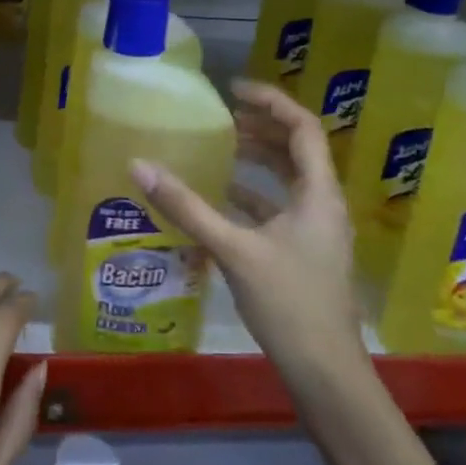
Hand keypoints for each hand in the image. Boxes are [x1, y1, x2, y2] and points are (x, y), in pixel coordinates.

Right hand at [133, 78, 364, 377]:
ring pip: (289, 179)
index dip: (271, 101)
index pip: (303, 128)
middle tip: (223, 116)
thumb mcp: (233, 250)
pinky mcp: (305, 253)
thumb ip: (186, 207)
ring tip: (222, 147)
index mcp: (319, 193)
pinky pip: (280, 207)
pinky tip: (223, 197)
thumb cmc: (288, 303)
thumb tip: (139, 165)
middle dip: (262, 127)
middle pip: (298, 149)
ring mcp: (317, 231)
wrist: (326, 374)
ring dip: (259, 159)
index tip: (233, 90)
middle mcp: (323, 204)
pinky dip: (254, 194)